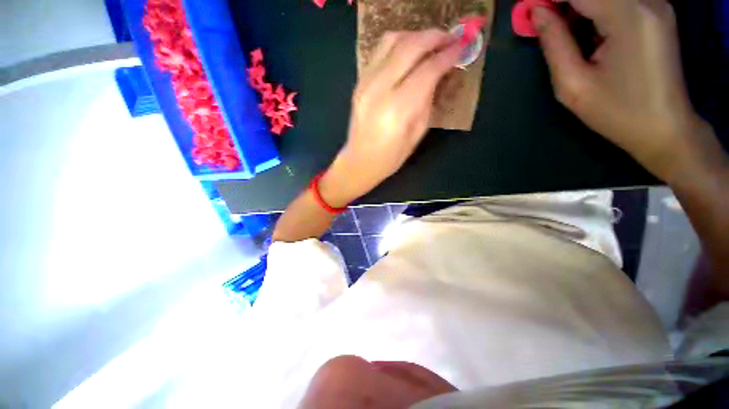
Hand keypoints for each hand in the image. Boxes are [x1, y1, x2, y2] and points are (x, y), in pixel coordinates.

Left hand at [319, 30, 461, 206]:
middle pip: (410, 47)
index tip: (462, 46)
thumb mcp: (416, 134)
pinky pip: (379, 51)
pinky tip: (410, 52)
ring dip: (416, 36)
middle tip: (451, 38)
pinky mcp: (359, 82)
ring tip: (431, 43)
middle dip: (435, 37)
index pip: (427, 70)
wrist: (359, 161)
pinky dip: (399, 44)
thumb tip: (438, 74)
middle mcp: (379, 90)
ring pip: (392, 41)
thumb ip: (428, 101)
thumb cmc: (390, 157)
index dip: (448, 55)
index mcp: (397, 110)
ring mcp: (365, 83)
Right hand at [533, 0, 720, 183]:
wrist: (665, 128)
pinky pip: (618, 0)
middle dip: (563, 3)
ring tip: (562, 31)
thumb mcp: (573, 84)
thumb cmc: (617, 112)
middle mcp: (646, 1)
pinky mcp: (656, 13)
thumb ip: (554, 43)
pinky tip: (586, 31)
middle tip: (543, 23)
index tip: (530, 10)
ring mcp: (656, 5)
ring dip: (578, 7)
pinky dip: (595, 10)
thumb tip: (537, 13)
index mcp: (628, 17)